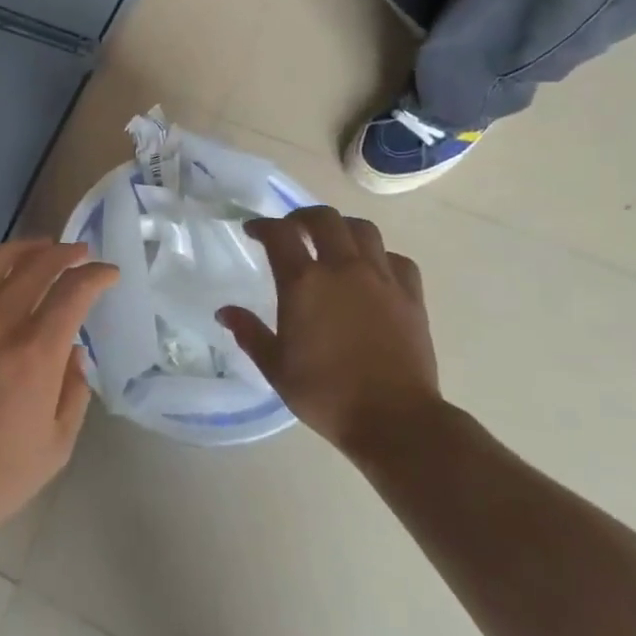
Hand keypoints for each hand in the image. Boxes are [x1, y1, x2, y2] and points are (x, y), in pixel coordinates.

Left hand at [0, 241, 117, 548]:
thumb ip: (73, 392)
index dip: (97, 275)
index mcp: (34, 352)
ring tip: (39, 248)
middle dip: (65, 252)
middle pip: (37, 265)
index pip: (74, 291)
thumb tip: (74, 354)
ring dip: (23, 248)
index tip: (108, 273)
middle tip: (79, 252)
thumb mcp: (56, 446)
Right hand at [217, 206, 441, 458]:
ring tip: (333, 241)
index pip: (279, 233)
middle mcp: (343, 268)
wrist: (394, 419)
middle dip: (302, 216)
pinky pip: (396, 259)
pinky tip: (373, 271)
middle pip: (324, 218)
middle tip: (292, 229)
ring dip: (342, 227)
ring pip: (363, 229)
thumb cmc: (326, 394)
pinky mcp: (411, 295)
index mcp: (304, 282)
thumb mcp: (276, 367)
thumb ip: (249, 333)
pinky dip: (380, 256)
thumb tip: (224, 312)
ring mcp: (381, 278)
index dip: (263, 226)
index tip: (253, 231)